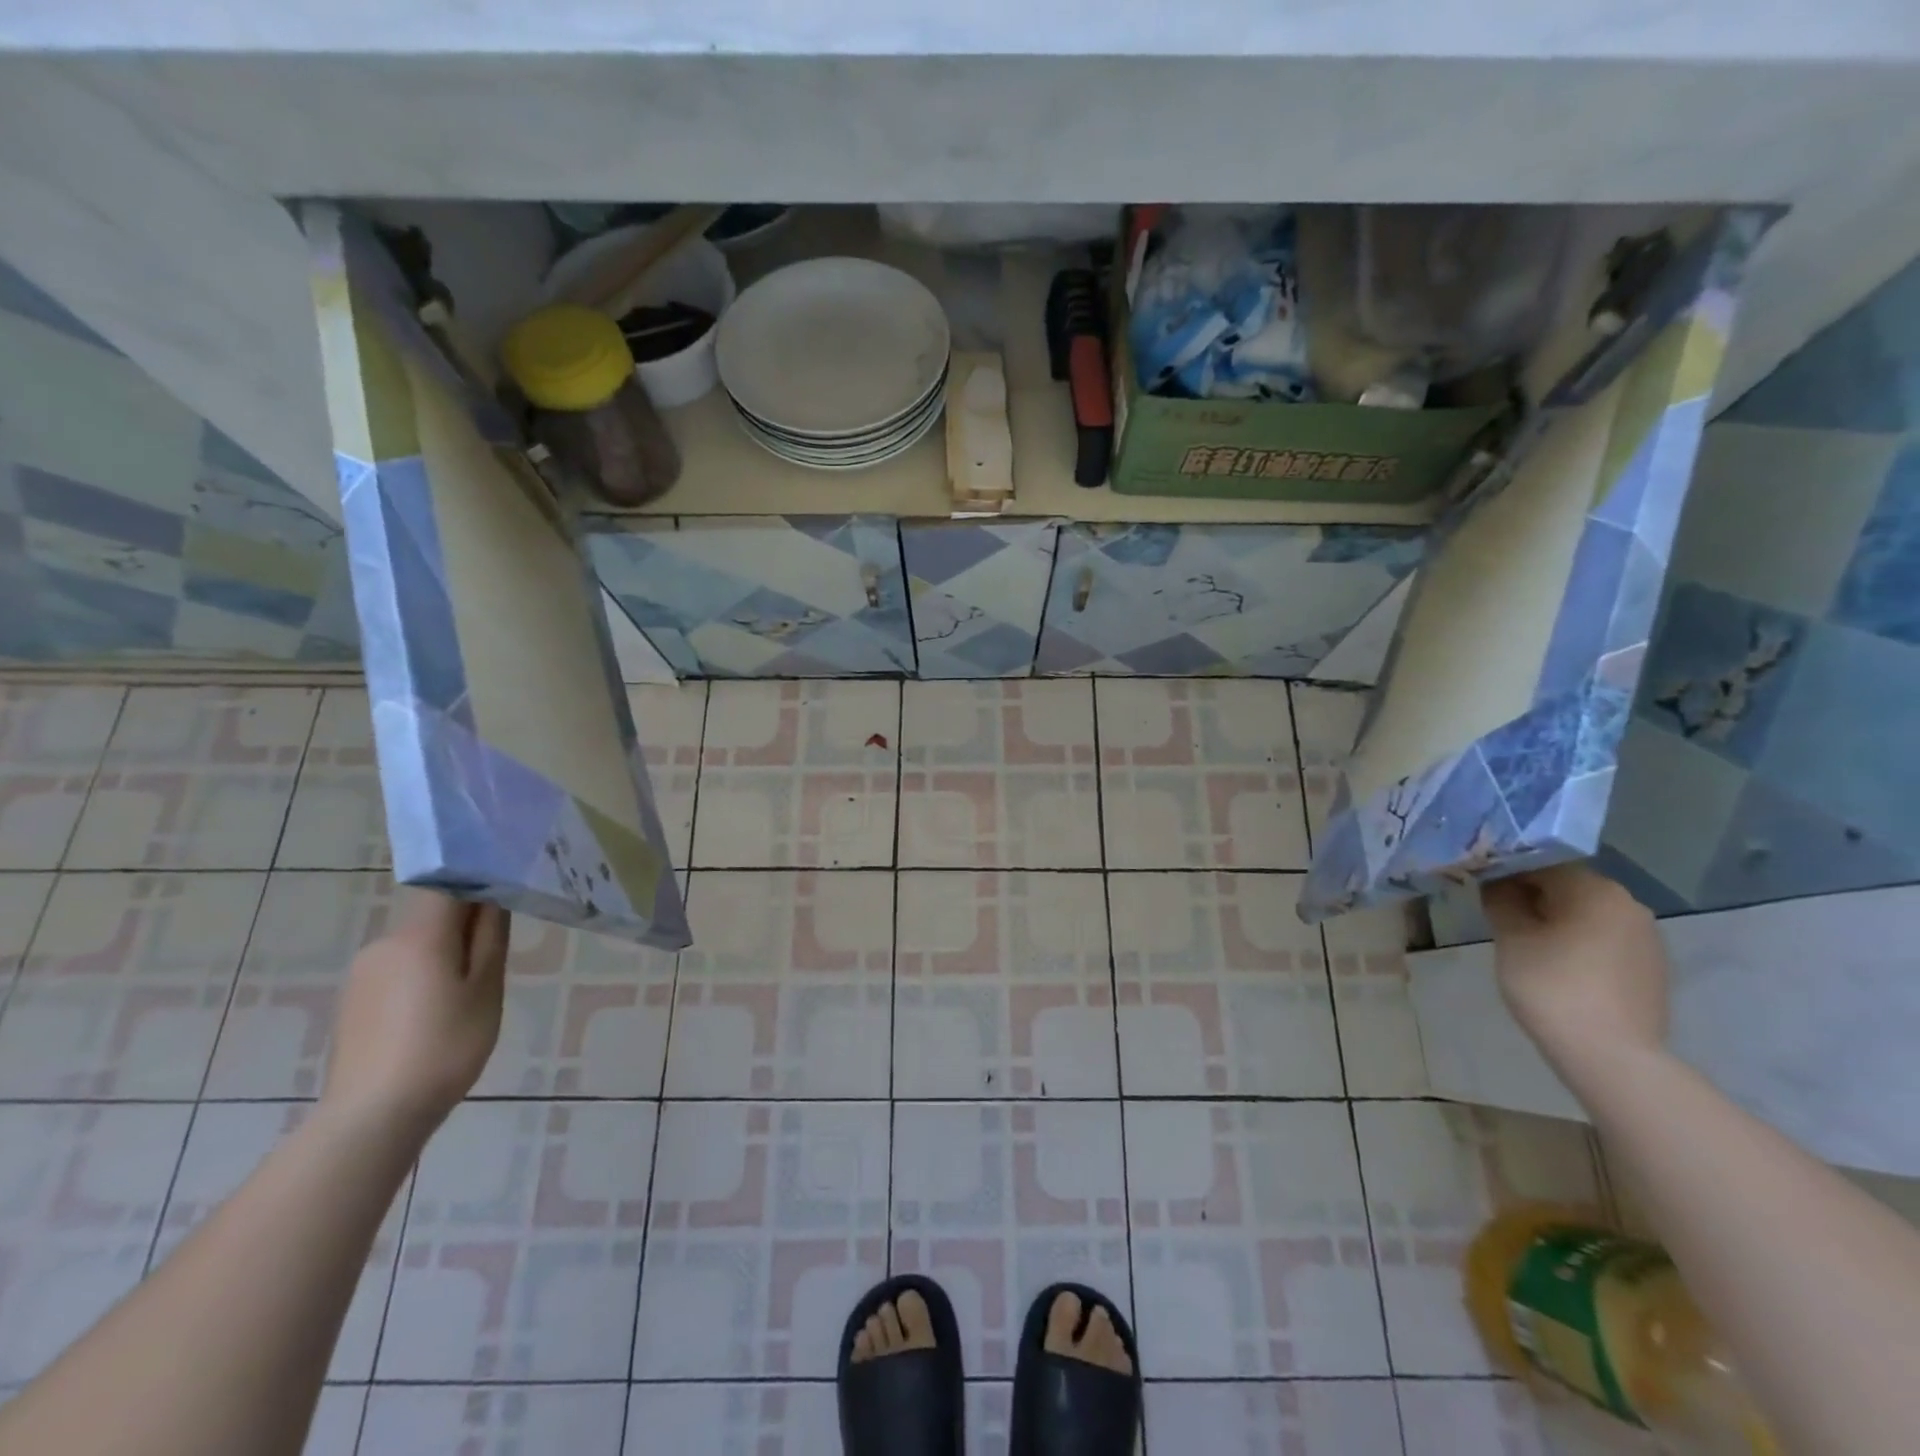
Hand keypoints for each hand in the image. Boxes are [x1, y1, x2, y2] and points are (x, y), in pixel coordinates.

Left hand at [321, 890, 509, 1134]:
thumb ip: (490, 936)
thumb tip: (492, 897)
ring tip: (468, 996)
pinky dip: (423, 979)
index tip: (506, 889)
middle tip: (496, 959)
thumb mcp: (486, 987)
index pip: (447, 883)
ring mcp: (363, 974)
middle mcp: (384, 943)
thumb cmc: (445, 1045)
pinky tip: (435, 1017)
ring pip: (416, 945)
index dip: (476, 878)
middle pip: (432, 915)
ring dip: (445, 955)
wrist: (372, 1117)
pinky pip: (398, 971)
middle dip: (465, 925)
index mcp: (419, 934)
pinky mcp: (354, 1001)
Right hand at [1481, 865, 1668, 1072]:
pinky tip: (1558, 966)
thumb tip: (1496, 882)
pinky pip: (1604, 939)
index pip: (1541, 862)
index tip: (1481, 886)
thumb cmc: (1552, 986)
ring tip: (1527, 942)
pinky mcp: (1651, 966)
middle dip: (1532, 896)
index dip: (1506, 870)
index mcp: (1594, 889)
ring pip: (1587, 913)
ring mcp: (1646, 937)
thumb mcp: (1511, 938)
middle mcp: (1628, 903)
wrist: (1611, 1055)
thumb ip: (1501, 900)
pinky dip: (1578, 942)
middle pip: (1567, 886)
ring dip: (1556, 920)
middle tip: (1499, 915)